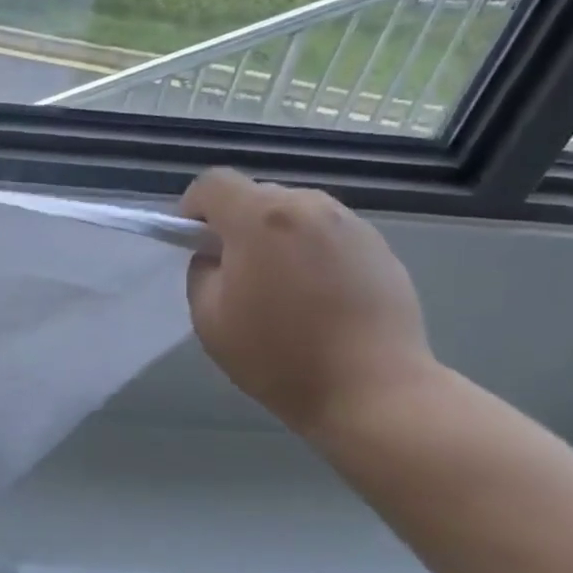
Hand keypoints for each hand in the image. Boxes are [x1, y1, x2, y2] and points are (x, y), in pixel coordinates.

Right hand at [180, 168, 435, 438]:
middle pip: (256, 195)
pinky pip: (326, 234)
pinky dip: (309, 252)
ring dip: (275, 237)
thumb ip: (202, 271)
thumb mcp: (209, 318)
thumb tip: (216, 255)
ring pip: (294, 213)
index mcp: (261, 218)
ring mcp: (350, 224)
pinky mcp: (379, 246)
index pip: (213, 183)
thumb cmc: (279, 356)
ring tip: (280, 288)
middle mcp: (309, 206)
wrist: (373, 389)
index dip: (193, 209)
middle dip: (236, 225)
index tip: (193, 244)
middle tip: (235, 274)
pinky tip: (317, 298)